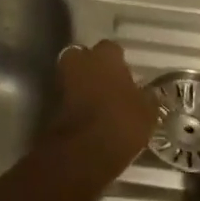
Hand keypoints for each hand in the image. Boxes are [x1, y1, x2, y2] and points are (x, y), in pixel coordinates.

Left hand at [50, 40, 156, 176]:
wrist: (83, 151)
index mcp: (105, 56)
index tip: (126, 75)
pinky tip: (89, 117)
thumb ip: (146, 98)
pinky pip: (67, 97)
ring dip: (83, 85)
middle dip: (94, 68)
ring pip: (74, 76)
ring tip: (99, 103)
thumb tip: (148, 94)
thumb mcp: (147, 112)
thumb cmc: (121, 123)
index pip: (112, 48)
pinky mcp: (51, 104)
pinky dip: (75, 103)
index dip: (119, 62)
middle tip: (108, 85)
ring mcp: (62, 81)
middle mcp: (81, 61)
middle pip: (86, 57)